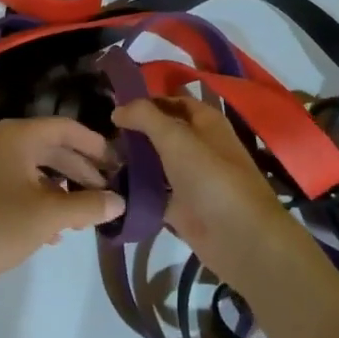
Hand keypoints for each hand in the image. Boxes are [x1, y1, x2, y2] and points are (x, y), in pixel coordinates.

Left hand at [0, 118, 124, 290]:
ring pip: (36, 168)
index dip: (94, 143)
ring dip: (63, 188)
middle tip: (107, 190)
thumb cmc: (0, 225)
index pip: (66, 128)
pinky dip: (41, 199)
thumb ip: (88, 205)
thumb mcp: (50, 215)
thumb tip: (120, 202)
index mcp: (18, 135)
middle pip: (52, 147)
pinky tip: (56, 230)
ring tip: (85, 213)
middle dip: (81, 170)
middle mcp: (2, 141)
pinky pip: (20, 184)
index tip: (117, 161)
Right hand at [111, 96, 318, 298]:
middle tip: (99, 131)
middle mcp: (197, 145)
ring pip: (155, 161)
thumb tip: (117, 109)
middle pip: (160, 131)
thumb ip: (144, 116)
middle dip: (133, 130)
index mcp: (204, 121)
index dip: (144, 99)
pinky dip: (135, 188)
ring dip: (131, 159)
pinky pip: (153, 191)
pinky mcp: (181, 206)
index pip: (170, 100)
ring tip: (98, 156)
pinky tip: (108, 184)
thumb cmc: (211, 177)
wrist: (240, 239)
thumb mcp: (175, 137)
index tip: (111, 102)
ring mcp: (189, 177)